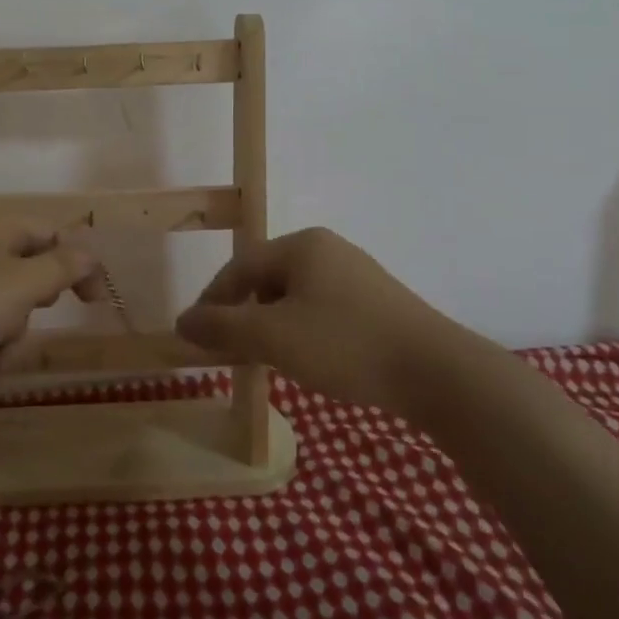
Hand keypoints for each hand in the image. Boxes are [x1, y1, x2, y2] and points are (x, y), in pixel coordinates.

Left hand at [0, 207, 104, 379]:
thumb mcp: (24, 285)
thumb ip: (63, 267)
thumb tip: (90, 254)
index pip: (55, 235)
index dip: (80, 267)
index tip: (94, 304)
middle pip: (29, 269)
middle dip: (34, 305)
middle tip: (27, 318)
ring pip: (6, 299)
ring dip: (10, 331)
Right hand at [177, 227, 462, 411]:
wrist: (436, 372)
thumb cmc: (345, 344)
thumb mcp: (273, 337)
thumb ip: (222, 327)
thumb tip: (182, 321)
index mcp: (301, 245)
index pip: (240, 267)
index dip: (213, 300)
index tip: (197, 335)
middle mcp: (328, 249)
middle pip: (267, 279)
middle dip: (245, 315)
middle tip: (233, 352)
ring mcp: (357, 274)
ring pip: (296, 297)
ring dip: (273, 326)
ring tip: (270, 360)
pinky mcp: (378, 302)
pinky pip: (324, 310)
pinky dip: (304, 332)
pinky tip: (312, 360)